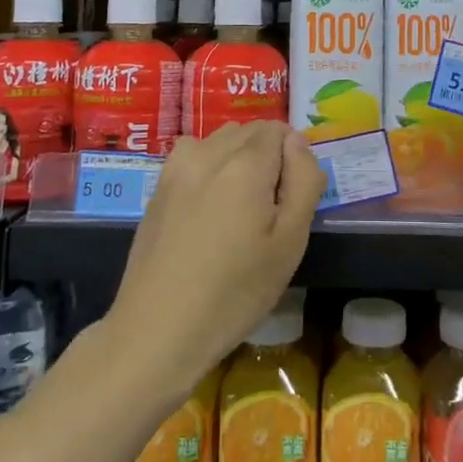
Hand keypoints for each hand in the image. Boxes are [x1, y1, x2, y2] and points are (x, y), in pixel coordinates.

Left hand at [106, 122, 321, 394]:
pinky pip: (195, 156)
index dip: (292, 159)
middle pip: (250, 131)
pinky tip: (208, 209)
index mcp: (245, 163)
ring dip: (237, 158)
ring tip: (238, 208)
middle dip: (267, 156)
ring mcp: (177, 166)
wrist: (158, 330)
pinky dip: (210, 167)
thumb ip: (304, 181)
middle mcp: (208, 151)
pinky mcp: (158, 186)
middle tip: (268, 209)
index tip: (290, 198)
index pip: (279, 131)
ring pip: (221, 140)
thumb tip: (298, 142)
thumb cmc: (235, 291)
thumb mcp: (290, 241)